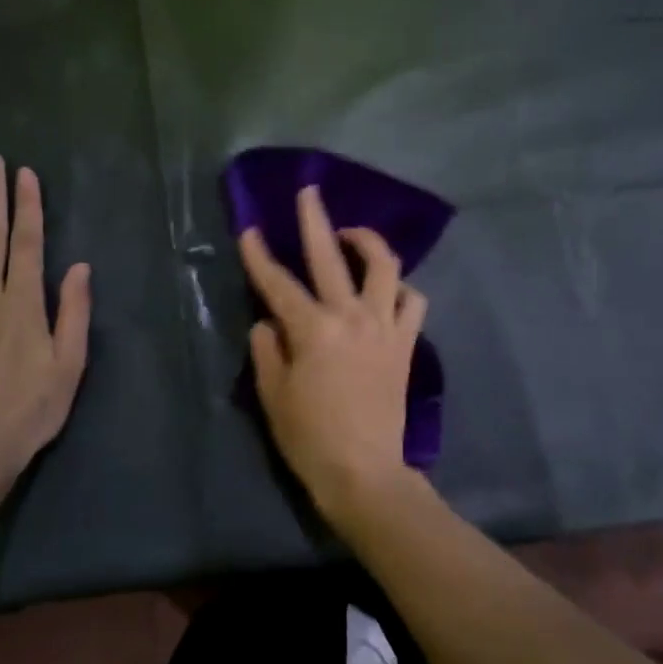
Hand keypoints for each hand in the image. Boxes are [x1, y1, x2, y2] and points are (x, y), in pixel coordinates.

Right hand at [239, 185, 427, 523]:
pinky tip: (387, 289)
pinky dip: (400, 288)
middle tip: (309, 192)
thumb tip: (269, 322)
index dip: (260, 255)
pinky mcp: (405, 344)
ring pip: (384, 267)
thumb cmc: (310, 438)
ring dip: (367, 243)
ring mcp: (384, 328)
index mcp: (312, 330)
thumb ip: (268, 350)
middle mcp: (351, 317)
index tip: (250, 230)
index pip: (278, 283)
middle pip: (330, 256)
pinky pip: (412, 302)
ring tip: (352, 236)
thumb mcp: (273, 395)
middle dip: (315, 219)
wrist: (364, 471)